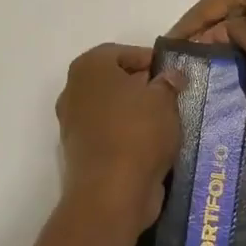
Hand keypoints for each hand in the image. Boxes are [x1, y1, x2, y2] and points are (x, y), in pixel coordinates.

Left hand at [55, 44, 185, 231]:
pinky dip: (127, 136)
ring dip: (135, 113)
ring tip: (166, 122)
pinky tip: (152, 144)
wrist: (110, 193)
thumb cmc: (137, 132)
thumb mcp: (164, 99)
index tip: (172, 74)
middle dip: (142, 86)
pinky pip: (108, 134)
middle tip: (171, 96)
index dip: (149, 60)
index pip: (122, 52)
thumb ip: (168, 82)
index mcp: (89, 67)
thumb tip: (170, 76)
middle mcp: (73, 91)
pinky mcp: (79, 153)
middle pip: (114, 81)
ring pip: (111, 109)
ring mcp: (72, 124)